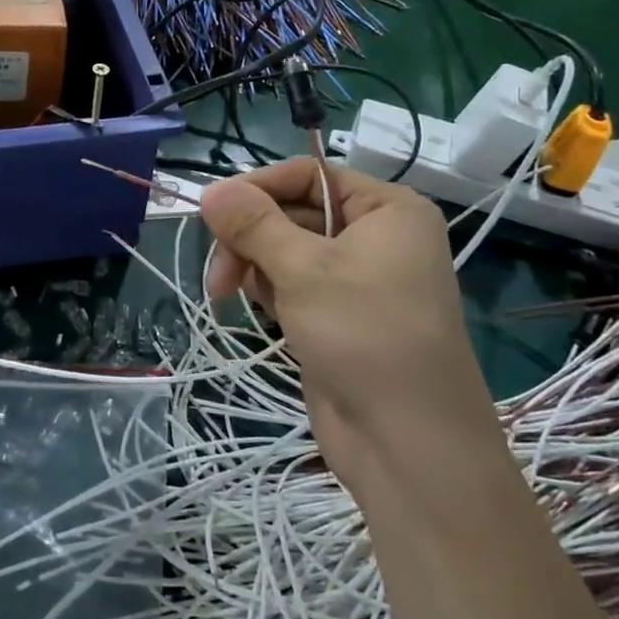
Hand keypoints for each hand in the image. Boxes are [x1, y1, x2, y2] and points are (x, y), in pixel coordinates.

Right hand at [199, 159, 505, 497]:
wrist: (407, 443)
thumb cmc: (364, 336)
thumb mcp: (303, 269)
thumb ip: (253, 224)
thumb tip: (211, 188)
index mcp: (386, 210)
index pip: (308, 175)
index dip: (257, 188)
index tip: (211, 212)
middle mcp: (375, 236)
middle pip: (292, 212)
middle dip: (250, 236)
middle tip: (220, 273)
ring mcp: (356, 279)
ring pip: (286, 250)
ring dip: (254, 265)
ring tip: (230, 294)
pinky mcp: (338, 315)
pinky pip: (292, 284)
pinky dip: (269, 291)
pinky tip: (259, 312)